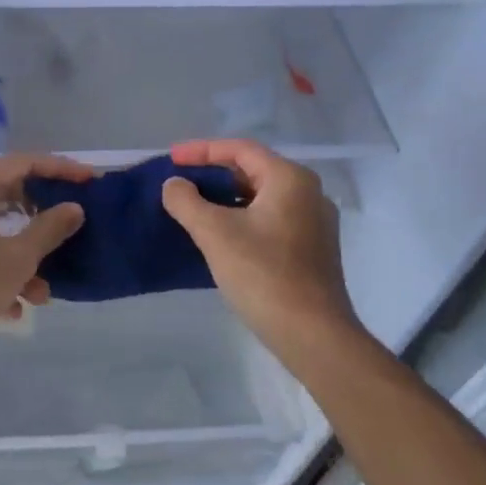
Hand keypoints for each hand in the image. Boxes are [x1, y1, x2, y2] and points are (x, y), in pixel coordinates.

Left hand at [0, 153, 91, 360]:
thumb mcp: (17, 259)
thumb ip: (49, 229)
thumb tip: (72, 208)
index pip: (23, 163)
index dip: (59, 170)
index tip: (87, 181)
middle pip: (3, 197)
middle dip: (37, 226)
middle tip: (62, 238)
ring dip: (16, 259)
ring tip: (37, 296)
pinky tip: (8, 308)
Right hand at [161, 138, 361, 357]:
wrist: (313, 335)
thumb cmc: (264, 275)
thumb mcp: (215, 233)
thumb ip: (187, 201)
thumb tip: (174, 185)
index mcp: (290, 179)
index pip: (241, 149)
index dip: (202, 150)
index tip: (171, 159)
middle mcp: (308, 193)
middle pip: (253, 170)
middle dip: (214, 174)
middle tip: (180, 183)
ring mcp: (314, 224)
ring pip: (261, 197)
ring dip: (226, 198)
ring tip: (193, 208)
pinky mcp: (312, 250)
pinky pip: (270, 220)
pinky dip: (242, 218)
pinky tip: (220, 236)